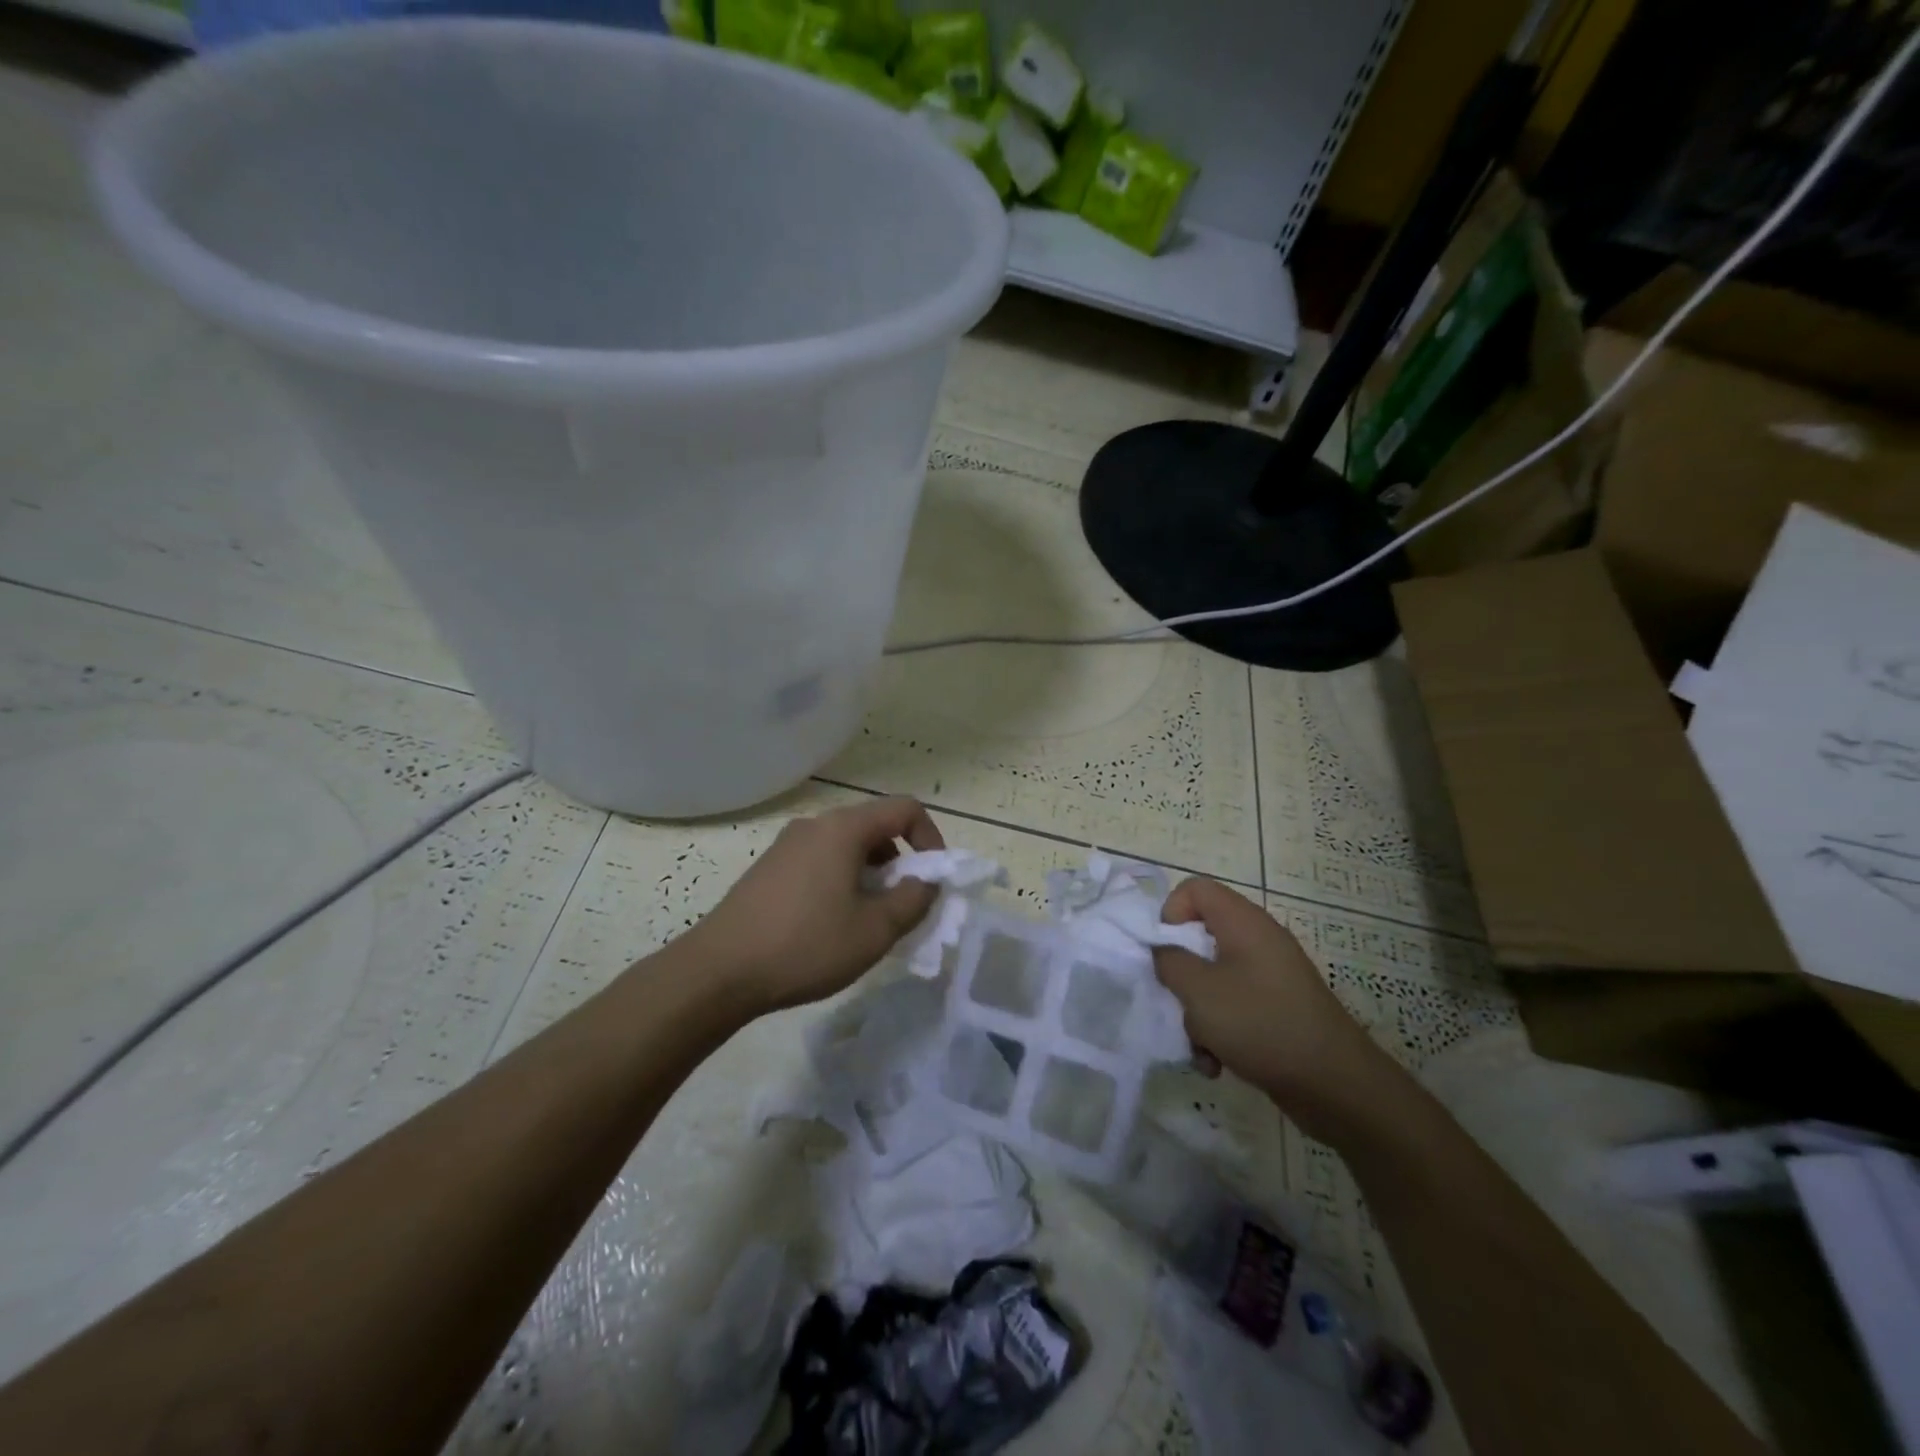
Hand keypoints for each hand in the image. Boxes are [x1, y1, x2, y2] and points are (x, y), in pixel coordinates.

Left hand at [688, 796, 944, 1015]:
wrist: (719, 971)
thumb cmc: (806, 945)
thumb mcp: (875, 930)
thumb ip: (914, 899)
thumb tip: (927, 881)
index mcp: (843, 828)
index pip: (904, 809)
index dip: (931, 838)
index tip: (933, 878)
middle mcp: (815, 825)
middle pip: (875, 827)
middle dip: (900, 863)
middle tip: (901, 907)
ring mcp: (787, 845)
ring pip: (847, 847)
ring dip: (871, 875)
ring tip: (867, 921)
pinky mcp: (769, 867)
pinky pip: (821, 861)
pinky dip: (842, 881)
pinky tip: (831, 924)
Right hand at [1154, 878, 1395, 1140]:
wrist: (1335, 1085)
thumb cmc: (1261, 1024)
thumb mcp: (1199, 991)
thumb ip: (1169, 962)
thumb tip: (1163, 950)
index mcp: (1243, 923)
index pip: (1195, 889)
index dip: (1169, 912)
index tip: (1161, 950)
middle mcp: (1258, 941)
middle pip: (1200, 938)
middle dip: (1181, 975)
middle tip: (1175, 1000)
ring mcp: (1270, 976)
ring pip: (1213, 979)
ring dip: (1197, 1013)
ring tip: (1200, 1047)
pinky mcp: (1276, 1009)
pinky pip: (1233, 1007)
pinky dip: (1219, 1032)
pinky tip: (1217, 1064)